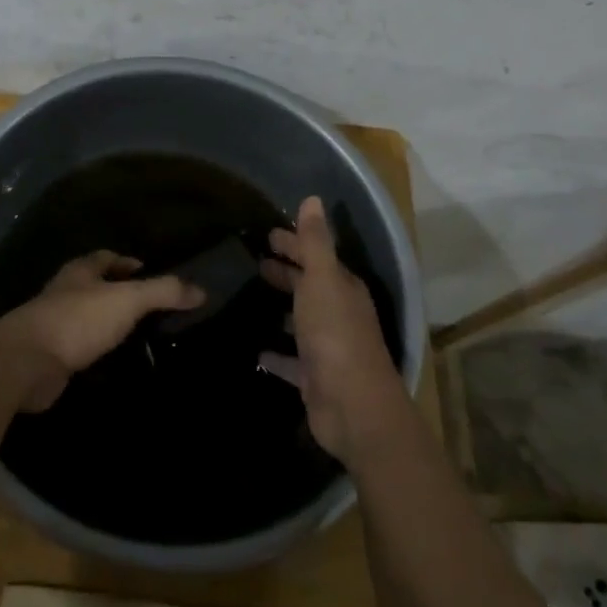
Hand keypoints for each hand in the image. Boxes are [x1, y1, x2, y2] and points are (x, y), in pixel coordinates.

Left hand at [0, 250, 203, 411]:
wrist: (26, 363)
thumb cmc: (77, 320)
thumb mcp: (127, 300)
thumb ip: (163, 292)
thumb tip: (201, 289)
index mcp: (79, 271)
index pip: (105, 257)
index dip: (126, 262)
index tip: (147, 271)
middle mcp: (64, 292)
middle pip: (93, 286)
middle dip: (116, 292)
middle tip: (148, 306)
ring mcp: (53, 325)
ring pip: (86, 317)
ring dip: (106, 323)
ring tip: (136, 335)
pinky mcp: (49, 356)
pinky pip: (79, 348)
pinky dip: (96, 351)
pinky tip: (113, 363)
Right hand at [259, 197, 409, 463]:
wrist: (353, 407)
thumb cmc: (336, 335)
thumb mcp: (322, 280)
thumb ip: (315, 242)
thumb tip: (312, 199)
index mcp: (343, 288)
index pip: (316, 256)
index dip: (294, 243)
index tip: (268, 234)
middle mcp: (338, 313)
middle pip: (309, 285)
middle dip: (287, 271)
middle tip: (256, 261)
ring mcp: (327, 347)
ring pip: (302, 320)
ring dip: (283, 308)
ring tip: (253, 297)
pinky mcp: (314, 377)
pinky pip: (291, 360)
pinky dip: (276, 354)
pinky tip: (257, 349)